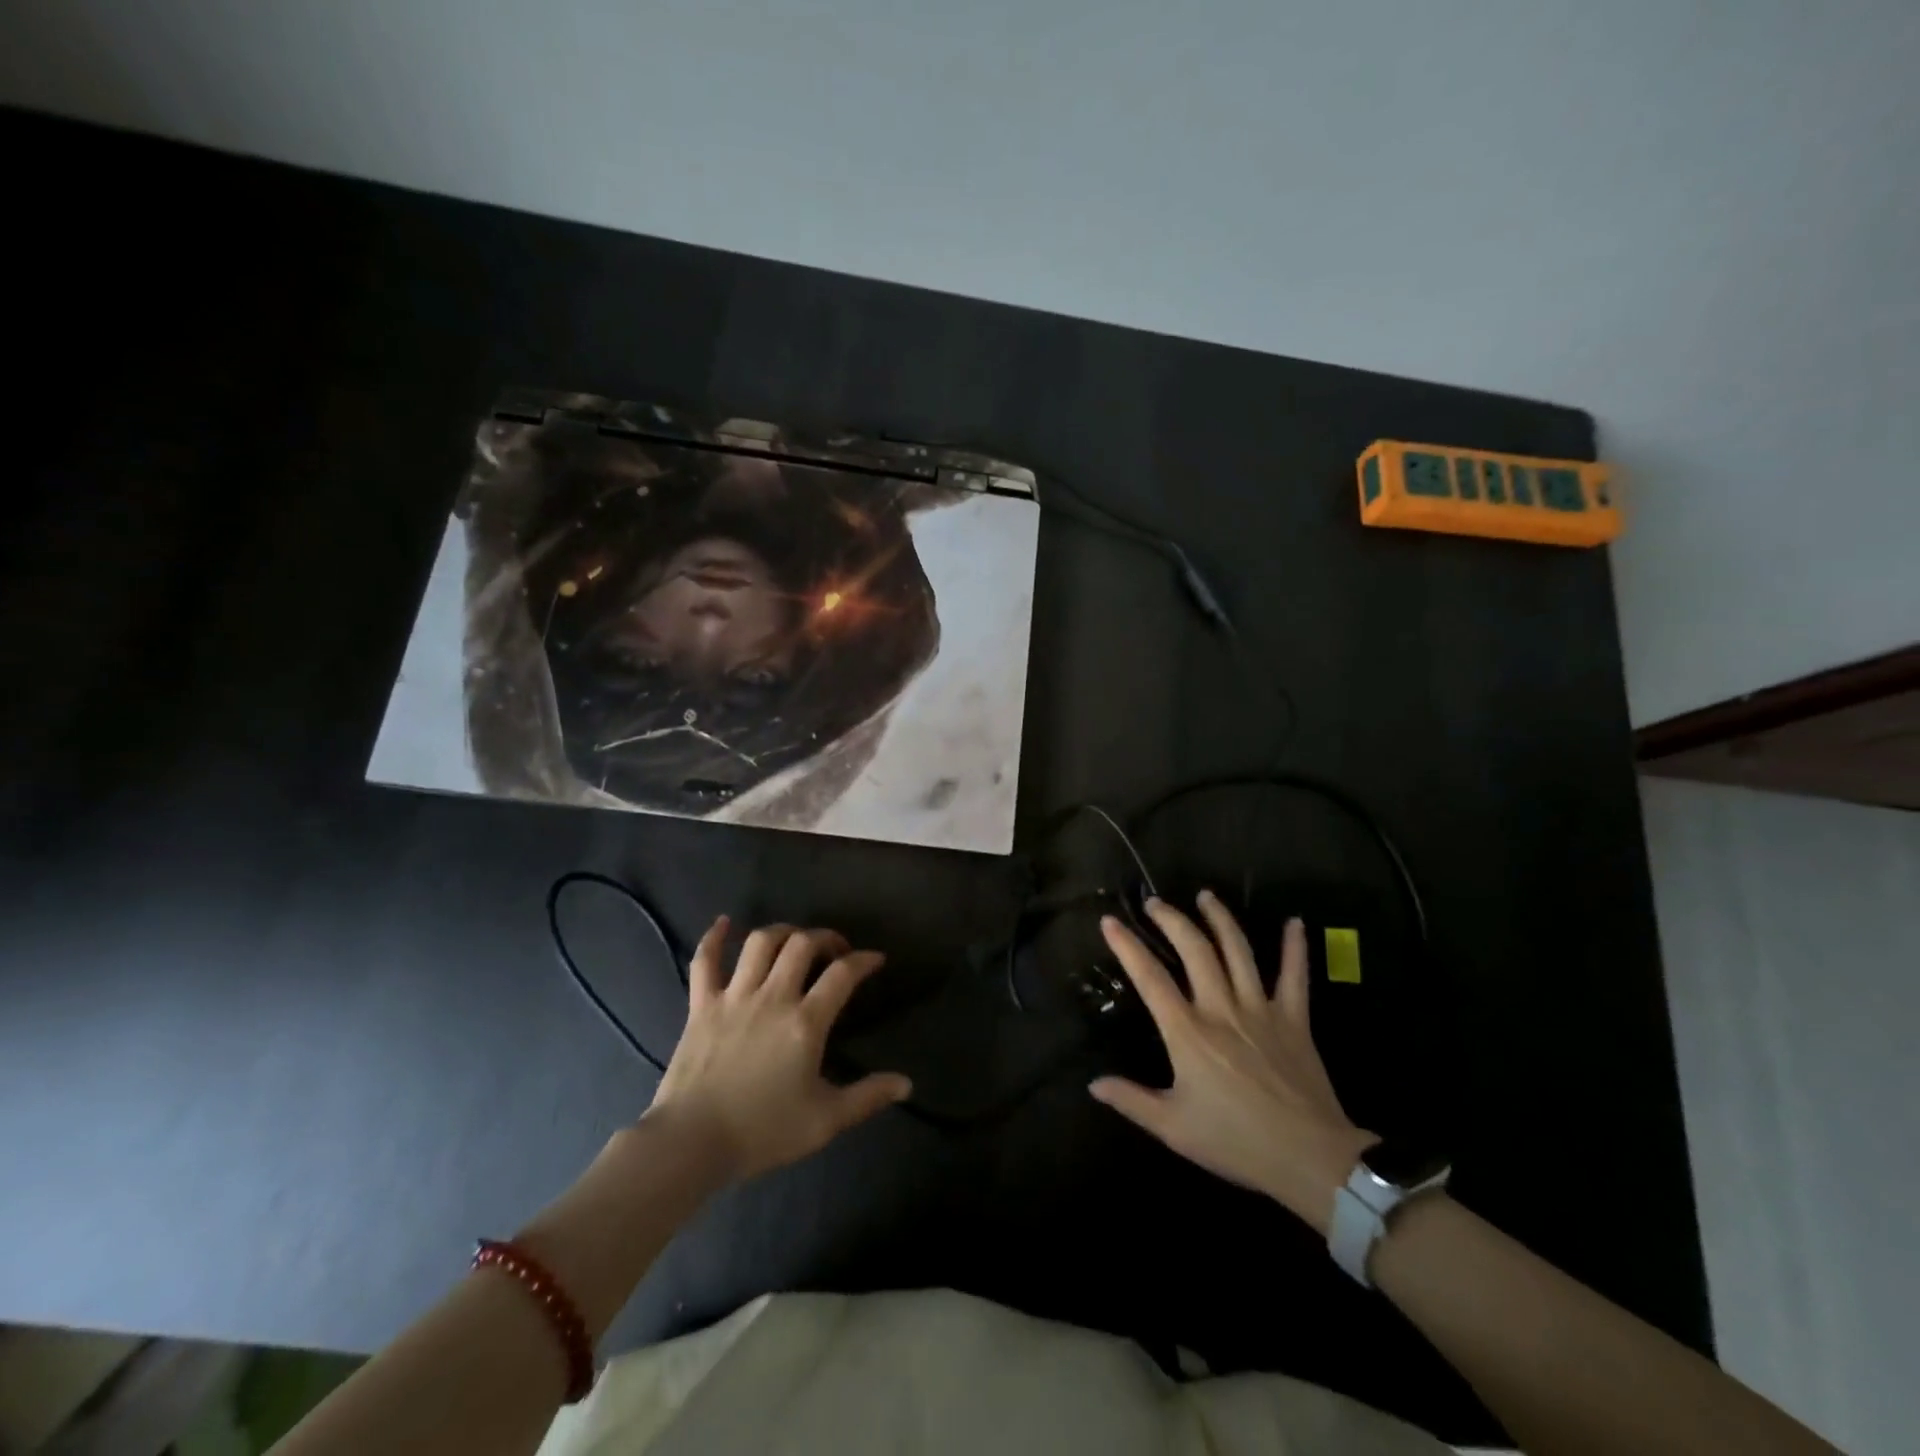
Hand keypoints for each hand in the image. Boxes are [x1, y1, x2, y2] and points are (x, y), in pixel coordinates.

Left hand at [646, 917, 911, 1180]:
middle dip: (825, 938)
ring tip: (794, 939)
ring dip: (782, 932)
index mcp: (806, 1022)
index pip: (843, 974)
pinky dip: (713, 937)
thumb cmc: (762, 1131)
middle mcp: (773, 997)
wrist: (691, 1143)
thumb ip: (868, 1097)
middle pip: (803, 945)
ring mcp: (734, 996)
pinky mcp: (701, 1005)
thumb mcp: (825, 1121)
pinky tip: (724, 923)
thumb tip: (907, 1084)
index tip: (875, 959)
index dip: (864, 960)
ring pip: (760, 942)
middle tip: (835, 950)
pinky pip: (705, 961)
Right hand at [1089, 892, 1375, 1235]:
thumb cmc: (1236, 1142)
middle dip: (1172, 920)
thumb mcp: (1173, 1128)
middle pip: (1194, 949)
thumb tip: (1093, 1083)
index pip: (1149, 978)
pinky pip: (1295, 976)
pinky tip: (1294, 923)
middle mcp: (1220, 1009)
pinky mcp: (1294, 1019)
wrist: (1310, 1158)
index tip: (1109, 921)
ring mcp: (1260, 1009)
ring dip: (1220, 919)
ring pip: (1238, 951)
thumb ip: (1131, 1100)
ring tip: (1206, 896)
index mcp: (1188, 1033)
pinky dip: (1295, 948)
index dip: (1127, 946)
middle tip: (1155, 903)